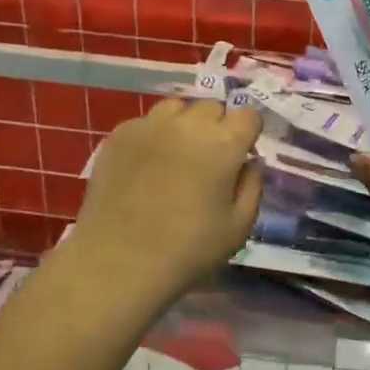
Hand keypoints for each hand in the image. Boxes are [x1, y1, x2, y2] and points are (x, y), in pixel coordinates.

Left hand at [71, 98, 263, 300]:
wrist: (118, 262)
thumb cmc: (187, 250)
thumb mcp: (238, 228)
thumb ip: (252, 187)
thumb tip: (249, 163)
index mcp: (224, 143)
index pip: (248, 115)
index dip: (248, 133)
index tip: (241, 155)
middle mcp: (188, 124)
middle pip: (212, 108)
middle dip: (217, 127)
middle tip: (209, 160)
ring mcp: (150, 125)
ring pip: (177, 108)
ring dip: (184, 125)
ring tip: (176, 155)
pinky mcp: (120, 135)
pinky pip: (145, 122)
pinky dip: (152, 136)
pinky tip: (146, 165)